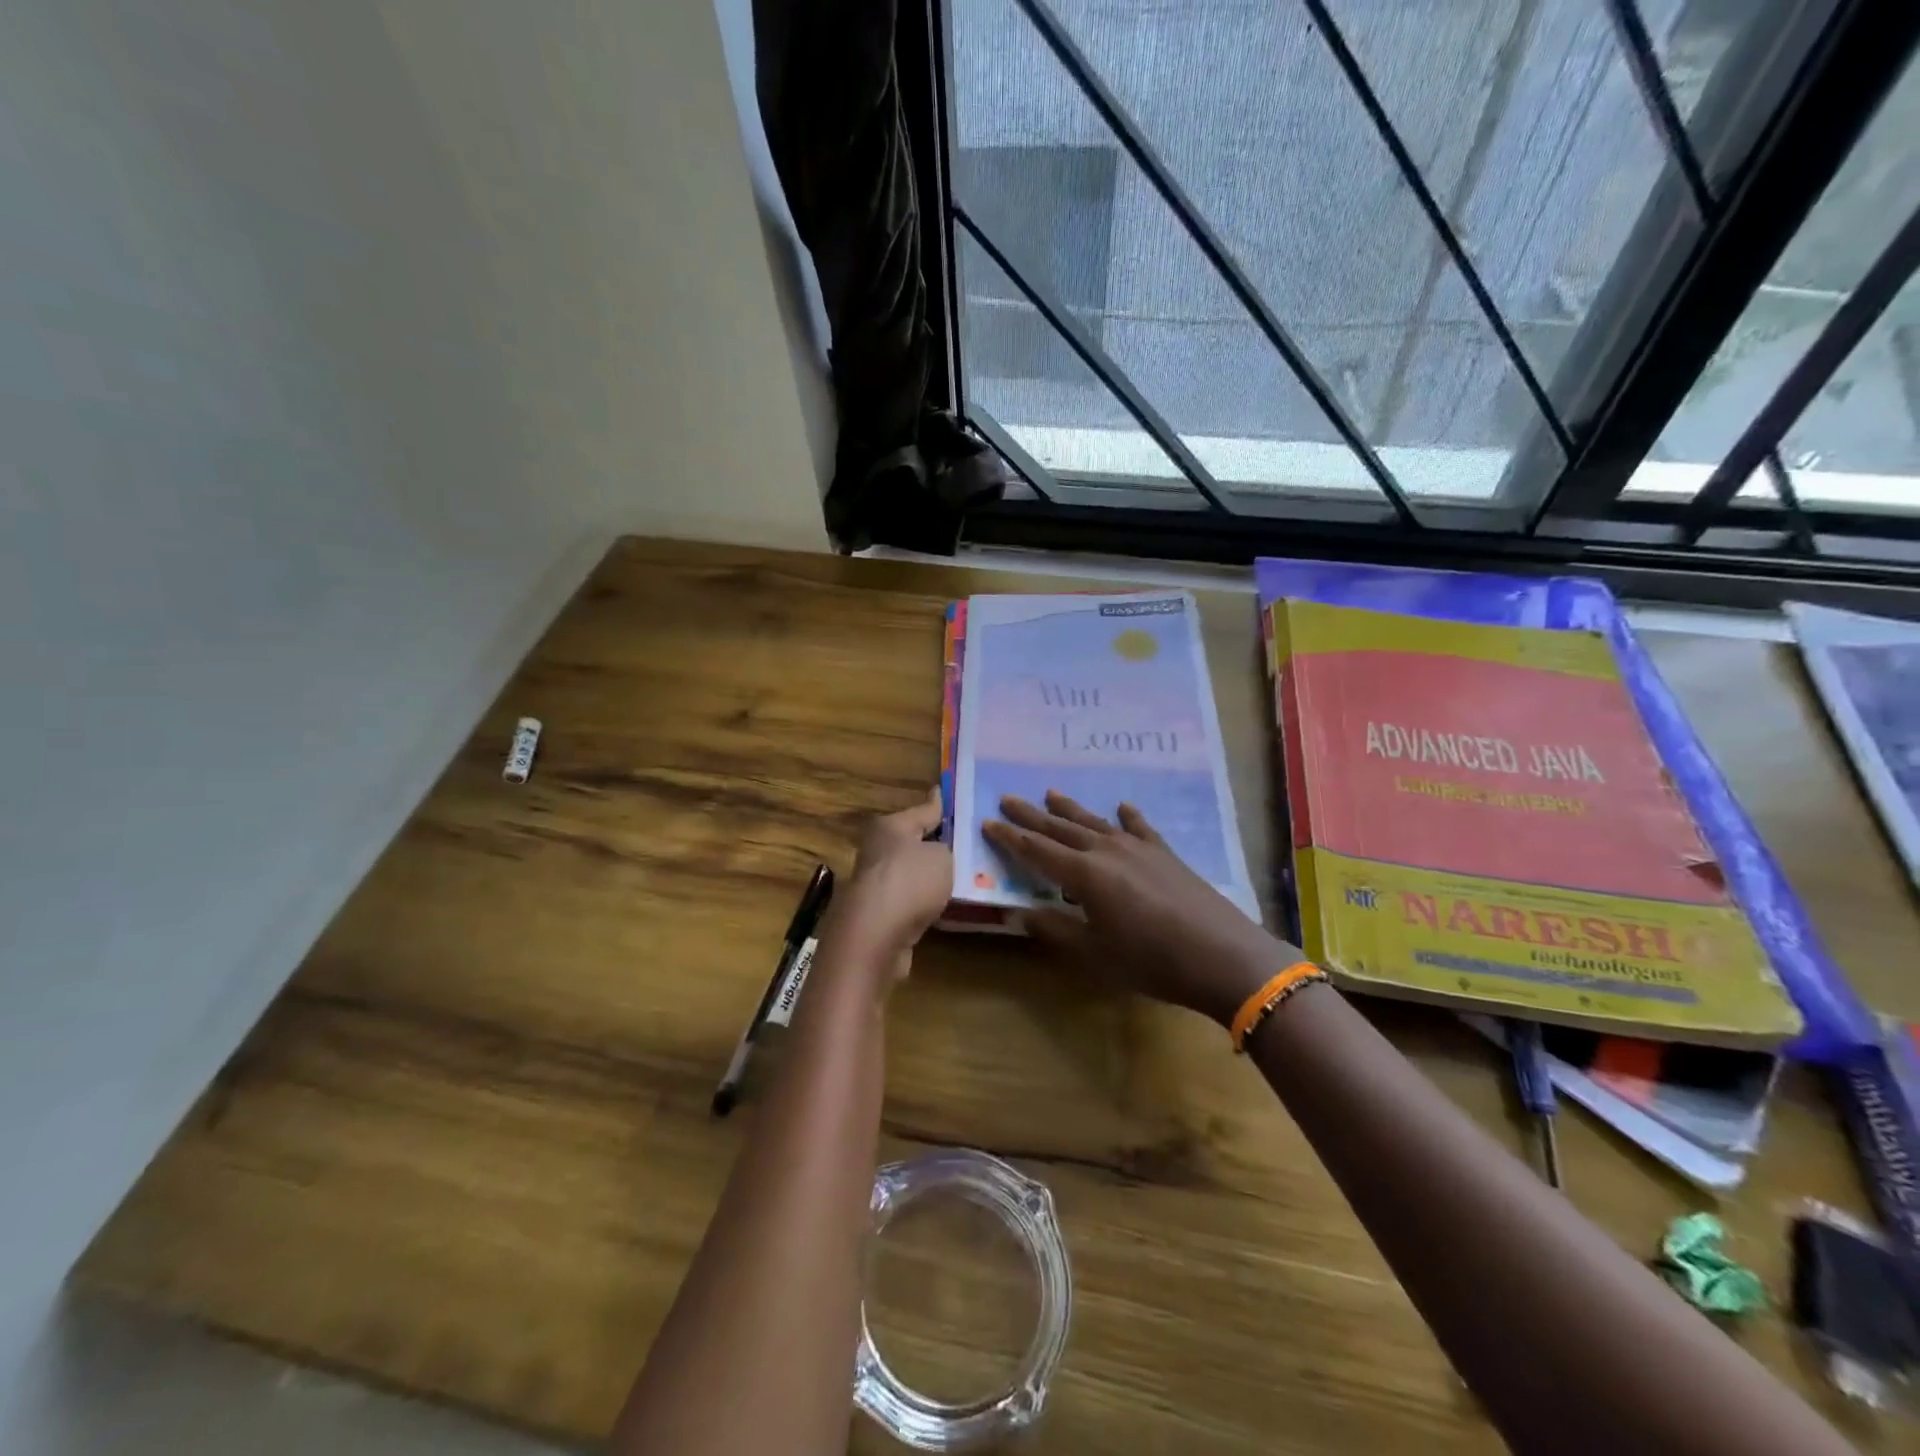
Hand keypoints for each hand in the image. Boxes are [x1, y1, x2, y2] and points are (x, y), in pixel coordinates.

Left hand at [820, 787, 951, 988]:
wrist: (875, 936)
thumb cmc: (910, 881)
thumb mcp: (941, 856)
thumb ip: (946, 849)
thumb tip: (936, 853)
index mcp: (889, 826)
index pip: (922, 810)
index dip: (938, 804)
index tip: (943, 793)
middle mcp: (876, 850)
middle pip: (912, 842)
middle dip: (934, 843)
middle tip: (964, 842)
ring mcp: (875, 884)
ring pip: (910, 873)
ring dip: (929, 877)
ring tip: (962, 876)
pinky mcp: (877, 914)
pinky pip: (909, 901)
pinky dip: (924, 902)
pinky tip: (945, 905)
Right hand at [983, 792, 1294, 1027]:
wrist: (1222, 955)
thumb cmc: (1151, 961)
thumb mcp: (1095, 954)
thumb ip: (1055, 929)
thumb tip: (1020, 912)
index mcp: (1084, 874)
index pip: (1036, 850)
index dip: (1010, 837)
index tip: (988, 822)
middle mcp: (1107, 851)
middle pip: (1061, 828)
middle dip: (1032, 815)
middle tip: (1007, 798)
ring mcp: (1138, 848)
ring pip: (1095, 822)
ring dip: (1070, 809)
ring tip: (1050, 793)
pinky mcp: (1165, 854)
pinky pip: (1139, 828)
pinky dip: (1127, 816)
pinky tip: (1121, 807)